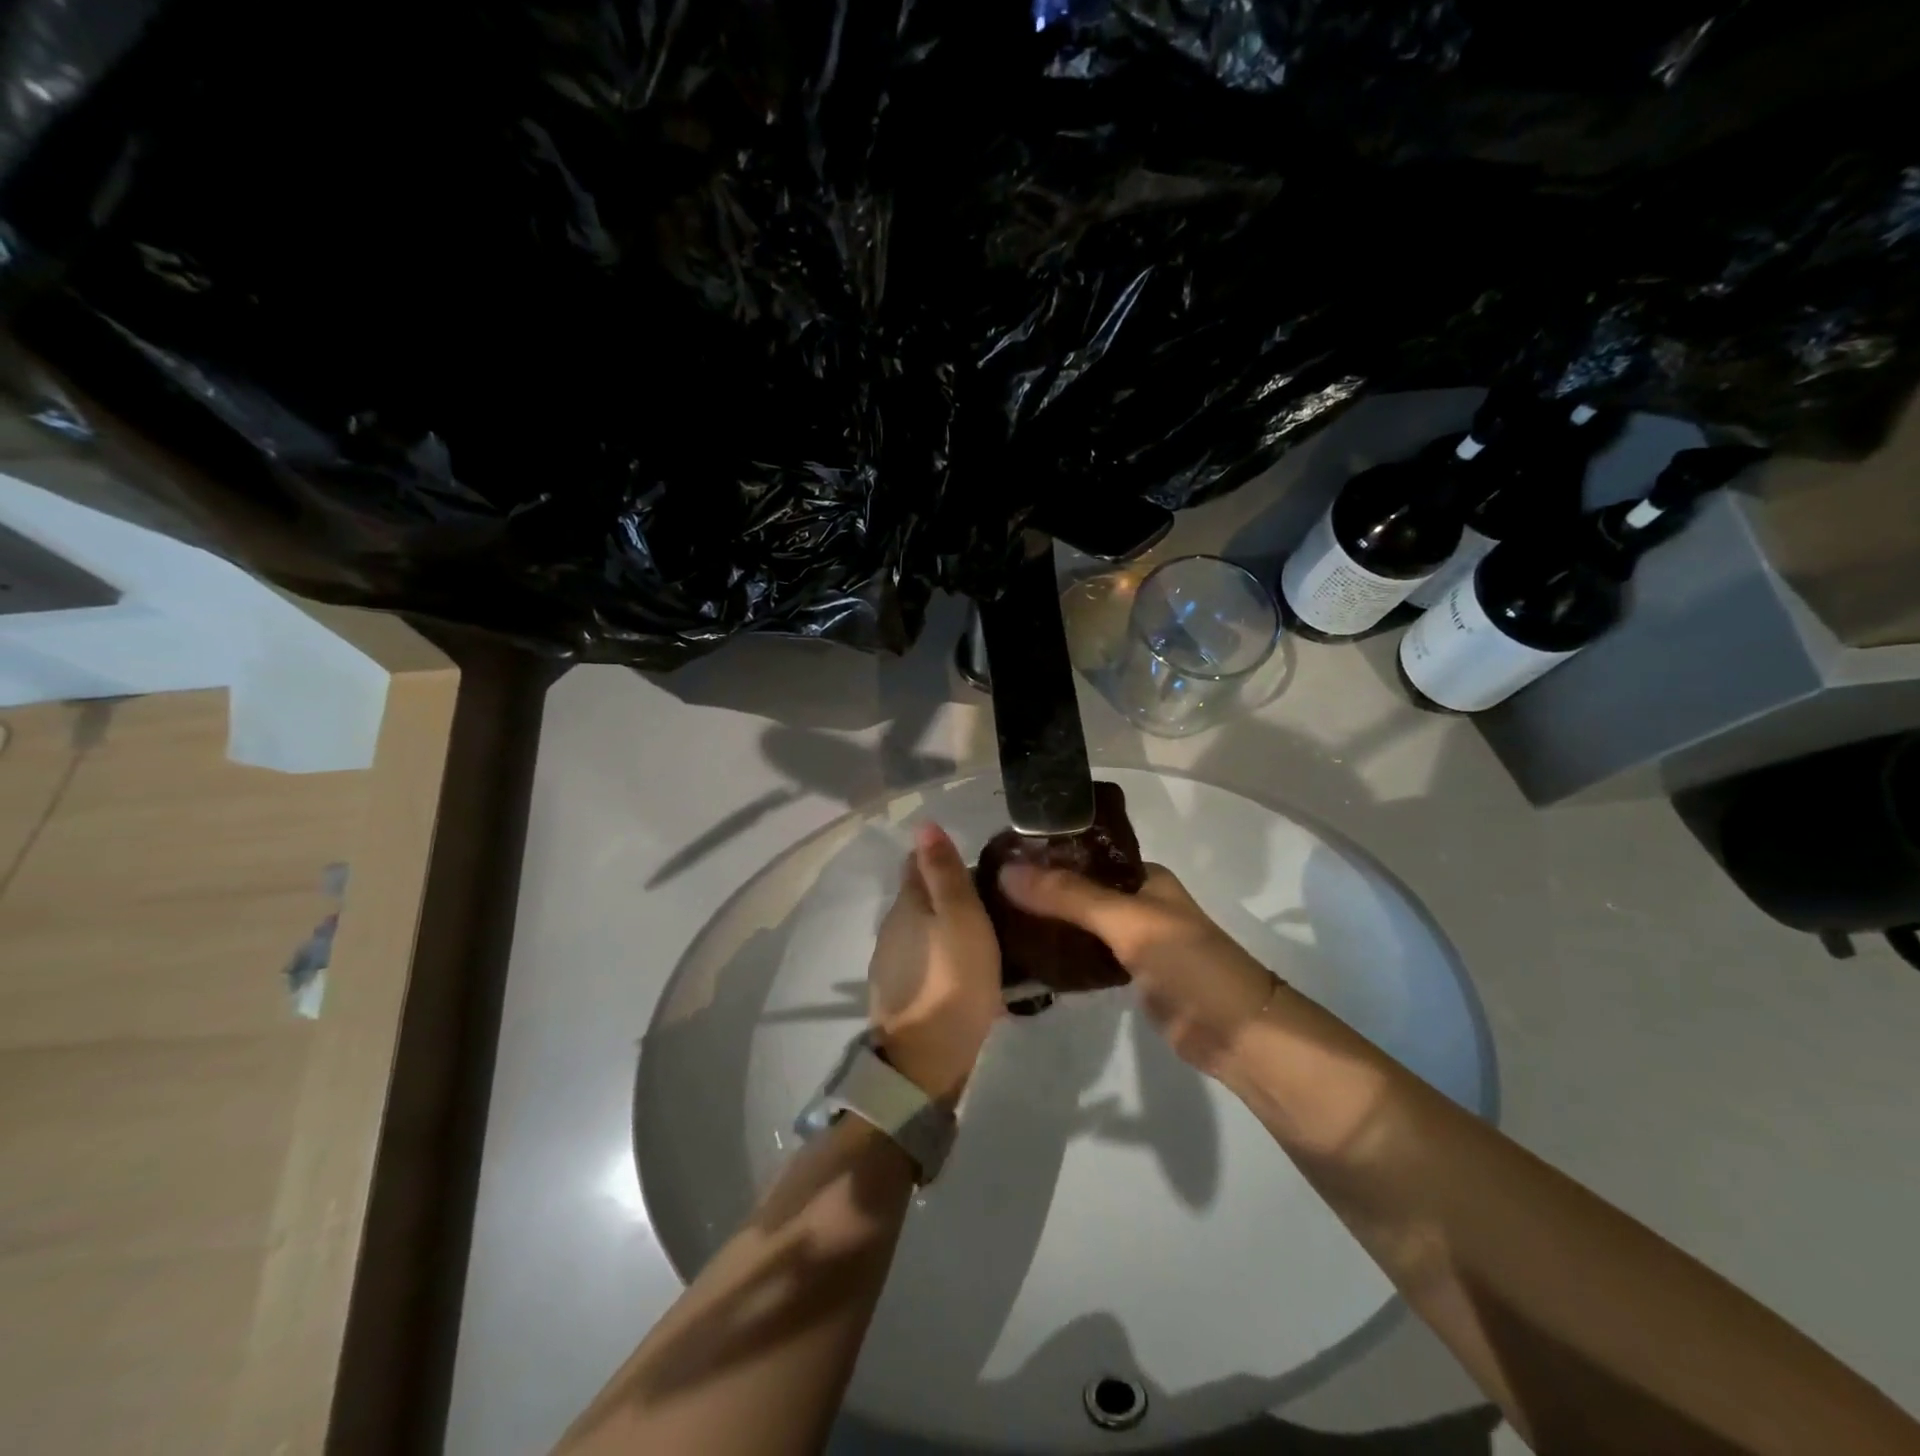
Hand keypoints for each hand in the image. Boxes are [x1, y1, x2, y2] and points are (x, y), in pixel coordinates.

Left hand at [867, 823, 1003, 1103]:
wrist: (925, 1058)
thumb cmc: (953, 978)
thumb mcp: (961, 917)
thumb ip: (944, 872)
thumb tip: (924, 824)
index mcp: (906, 903)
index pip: (916, 863)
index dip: (941, 858)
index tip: (974, 864)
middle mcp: (891, 926)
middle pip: (918, 896)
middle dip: (946, 892)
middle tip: (989, 899)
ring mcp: (890, 961)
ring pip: (920, 928)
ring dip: (944, 925)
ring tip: (982, 933)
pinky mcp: (898, 992)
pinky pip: (922, 958)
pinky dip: (940, 954)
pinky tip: (963, 967)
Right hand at [997, 861, 1275, 1075]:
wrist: (1239, 1035)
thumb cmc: (1189, 964)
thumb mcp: (1128, 921)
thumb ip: (1070, 897)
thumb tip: (1007, 871)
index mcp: (1142, 876)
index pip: (1083, 854)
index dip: (1044, 855)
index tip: (996, 860)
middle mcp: (1135, 902)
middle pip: (1077, 890)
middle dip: (1038, 891)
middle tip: (986, 894)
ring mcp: (1131, 941)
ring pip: (1078, 924)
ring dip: (1045, 923)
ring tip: (994, 920)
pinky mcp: (1126, 976)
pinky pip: (1083, 957)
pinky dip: (1058, 955)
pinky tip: (1023, 956)